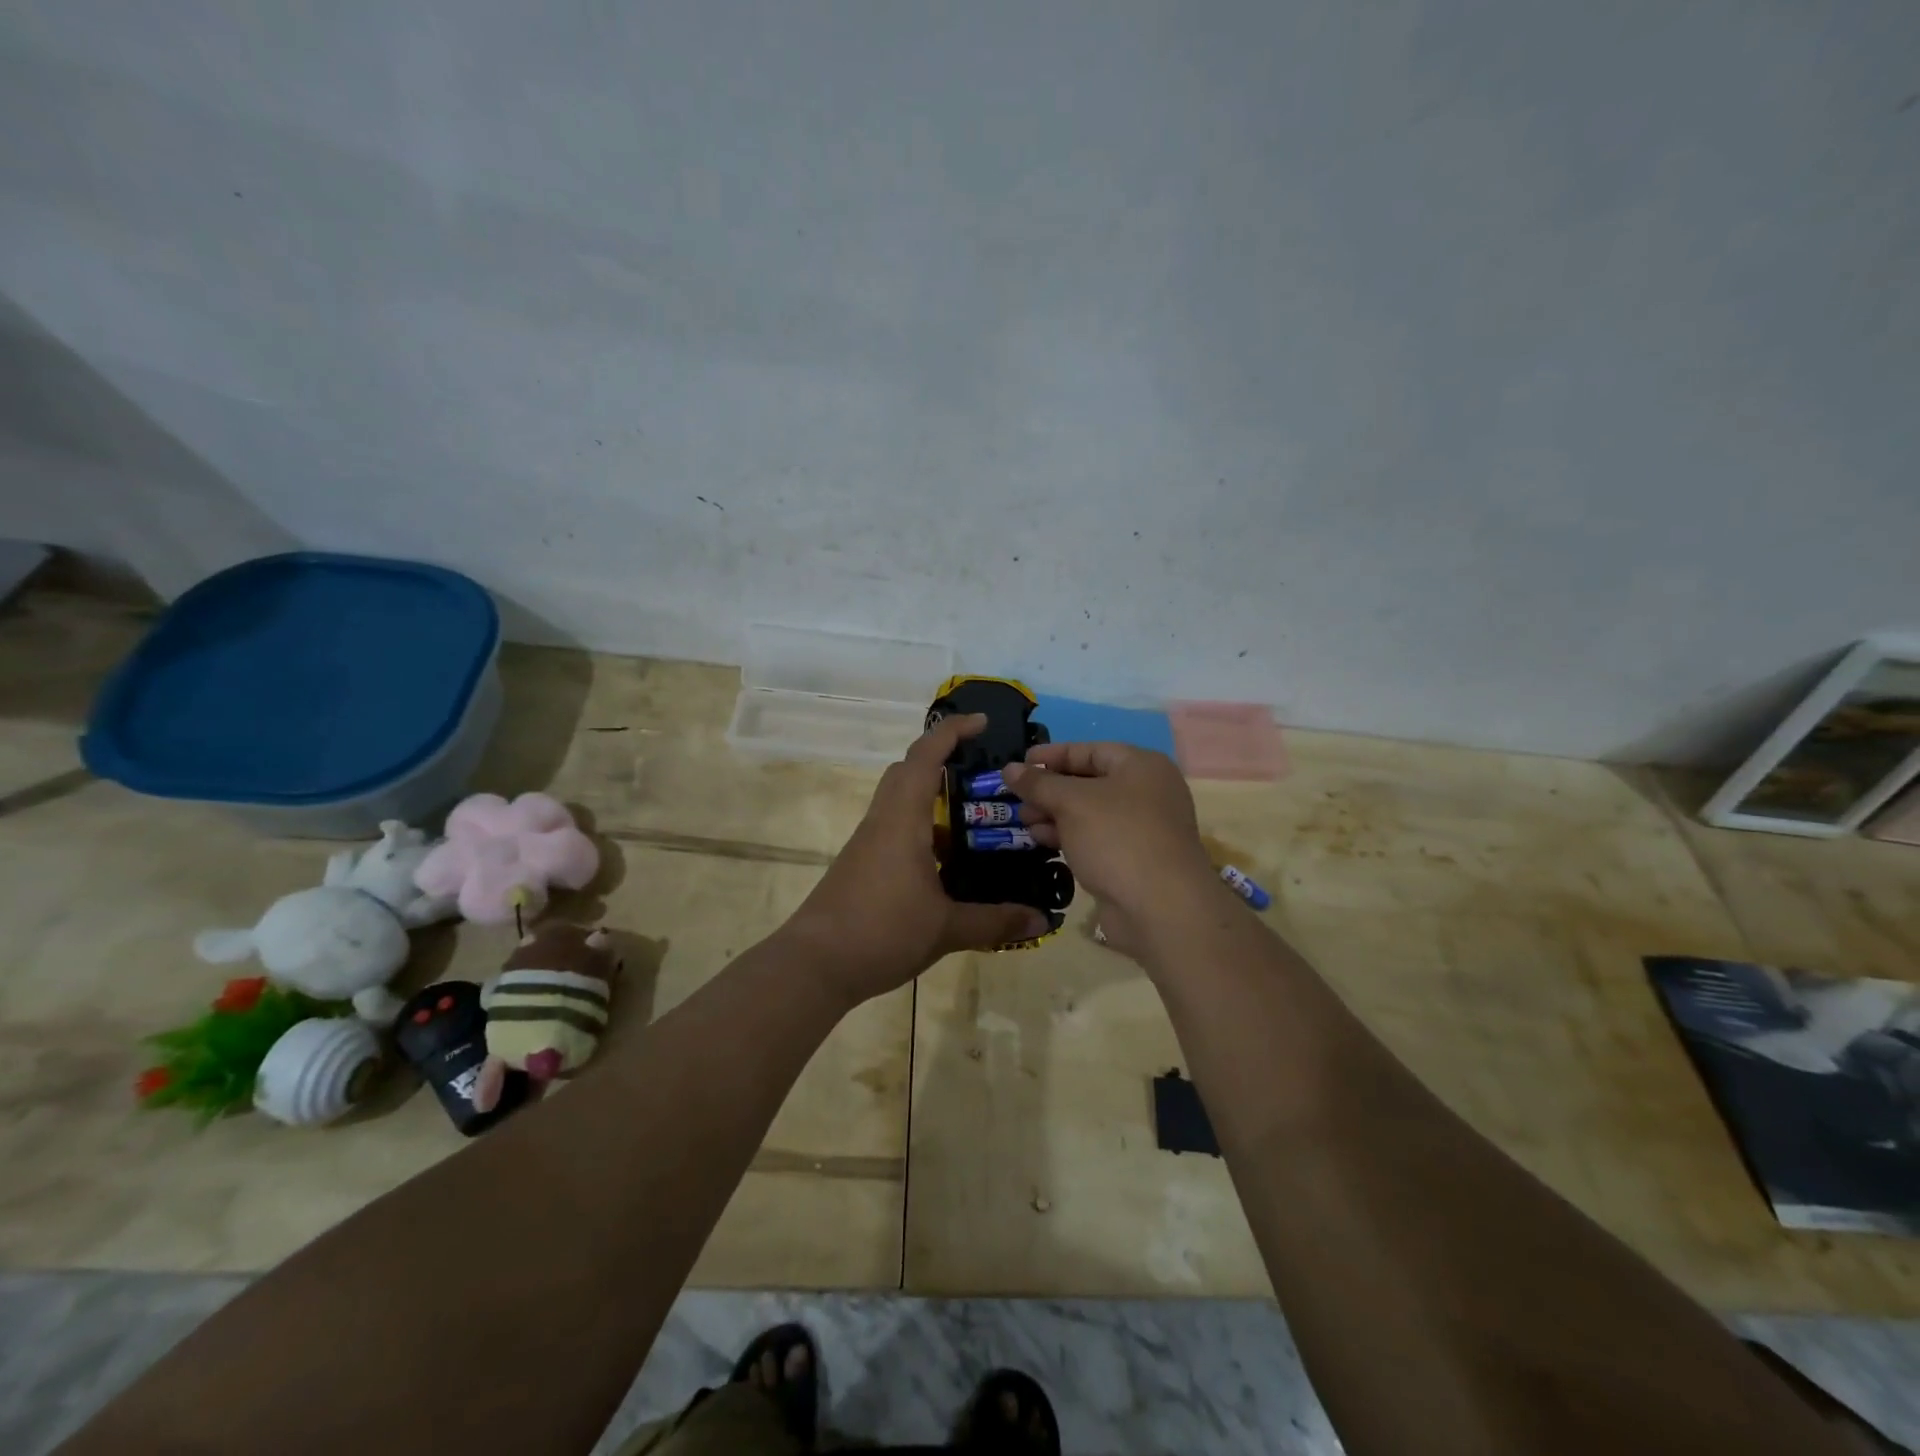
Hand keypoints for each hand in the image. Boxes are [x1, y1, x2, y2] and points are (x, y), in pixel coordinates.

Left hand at [784, 714, 1051, 1005]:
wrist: (814, 965)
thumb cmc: (881, 932)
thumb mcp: (946, 929)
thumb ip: (995, 921)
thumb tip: (1042, 919)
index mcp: (902, 821)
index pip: (924, 757)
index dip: (951, 732)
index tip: (982, 722)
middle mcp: (882, 822)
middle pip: (907, 772)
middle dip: (942, 760)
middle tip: (982, 774)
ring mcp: (868, 844)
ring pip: (900, 803)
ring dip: (933, 802)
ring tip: (976, 822)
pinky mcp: (862, 865)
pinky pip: (895, 831)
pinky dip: (923, 833)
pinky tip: (948, 865)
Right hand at [1000, 744, 1221, 952]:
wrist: (1160, 908)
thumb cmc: (1117, 837)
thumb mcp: (1071, 803)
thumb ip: (1038, 783)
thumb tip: (1009, 768)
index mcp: (1141, 766)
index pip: (1089, 750)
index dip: (1052, 755)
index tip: (1019, 763)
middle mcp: (1146, 792)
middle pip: (1089, 782)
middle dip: (1049, 789)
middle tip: (1016, 798)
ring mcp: (1142, 828)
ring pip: (1090, 813)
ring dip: (1054, 814)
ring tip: (1024, 822)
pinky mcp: (1133, 859)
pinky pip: (1095, 838)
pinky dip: (1069, 836)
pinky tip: (1041, 841)